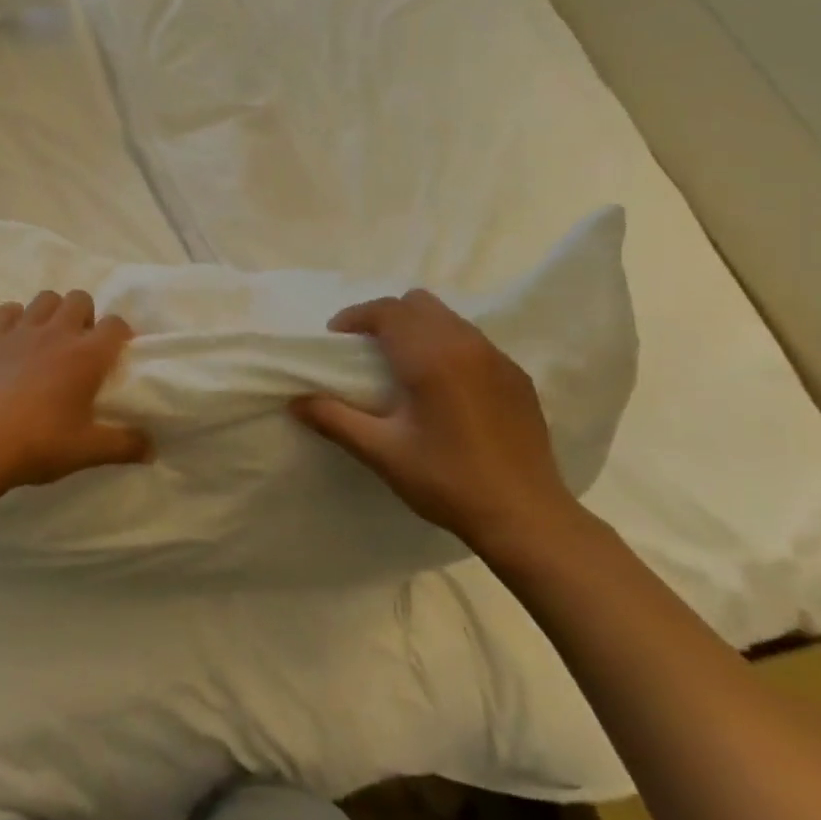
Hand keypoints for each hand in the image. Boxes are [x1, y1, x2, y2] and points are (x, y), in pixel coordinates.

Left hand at [0, 290, 151, 493]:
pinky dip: (14, 318)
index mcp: (86, 356)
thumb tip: (152, 450)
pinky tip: (15, 340)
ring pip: (45, 298)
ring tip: (51, 340)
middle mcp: (56, 333)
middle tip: (82, 347)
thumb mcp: (88, 451)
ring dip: (53, 312)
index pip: (115, 324)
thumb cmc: (38, 445)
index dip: (121, 334)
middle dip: (86, 316)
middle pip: (80, 298)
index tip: (118, 353)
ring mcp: (20, 332)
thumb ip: (124, 446)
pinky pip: (6, 310)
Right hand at [291, 289, 575, 553]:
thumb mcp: (382, 452)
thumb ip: (334, 419)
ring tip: (400, 365)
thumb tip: (294, 401)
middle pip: (419, 304)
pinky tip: (441, 386)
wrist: (525, 515)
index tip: (335, 338)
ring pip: (448, 319)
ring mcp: (498, 358)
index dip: (356, 317)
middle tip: (364, 349)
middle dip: (386, 317)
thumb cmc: (447, 481)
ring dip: (417, 328)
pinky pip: (473, 341)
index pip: (388, 311)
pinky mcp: (517, 377)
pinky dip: (447, 345)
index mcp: (431, 357)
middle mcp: (467, 344)